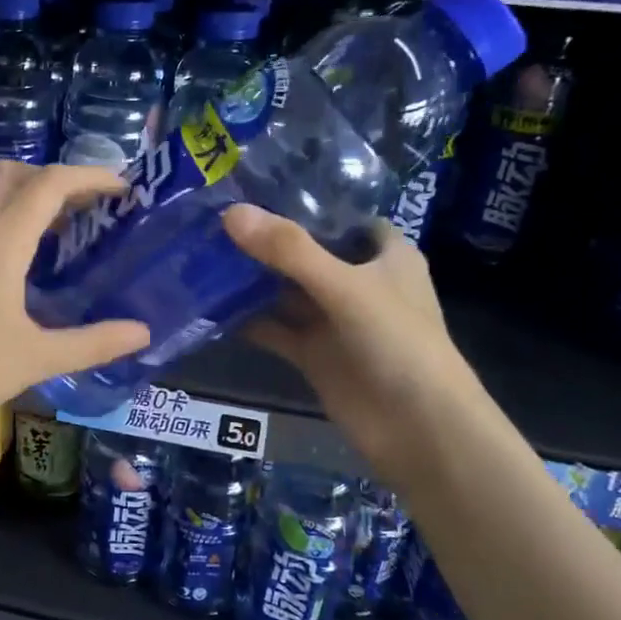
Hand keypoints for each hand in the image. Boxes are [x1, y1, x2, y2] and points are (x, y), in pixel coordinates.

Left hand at [0, 163, 150, 437]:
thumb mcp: (38, 359)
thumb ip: (94, 342)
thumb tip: (143, 332)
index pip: (48, 184)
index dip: (90, 176)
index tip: (123, 188)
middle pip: (14, 173)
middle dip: (56, 177)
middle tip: (90, 207)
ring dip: (27, 191)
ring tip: (61, 225)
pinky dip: (4, 211)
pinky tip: (21, 253)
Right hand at [223, 204, 483, 485]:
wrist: (418, 429)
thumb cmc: (398, 343)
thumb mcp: (345, 287)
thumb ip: (289, 251)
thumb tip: (230, 213)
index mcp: (385, 256)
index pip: (343, 218)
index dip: (306, 204)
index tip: (254, 190)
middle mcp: (359, 284)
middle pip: (307, 254)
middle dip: (266, 242)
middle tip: (212, 221)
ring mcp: (335, 322)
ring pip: (287, 293)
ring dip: (252, 281)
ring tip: (202, 256)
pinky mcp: (315, 355)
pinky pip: (276, 330)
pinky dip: (249, 320)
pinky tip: (211, 307)